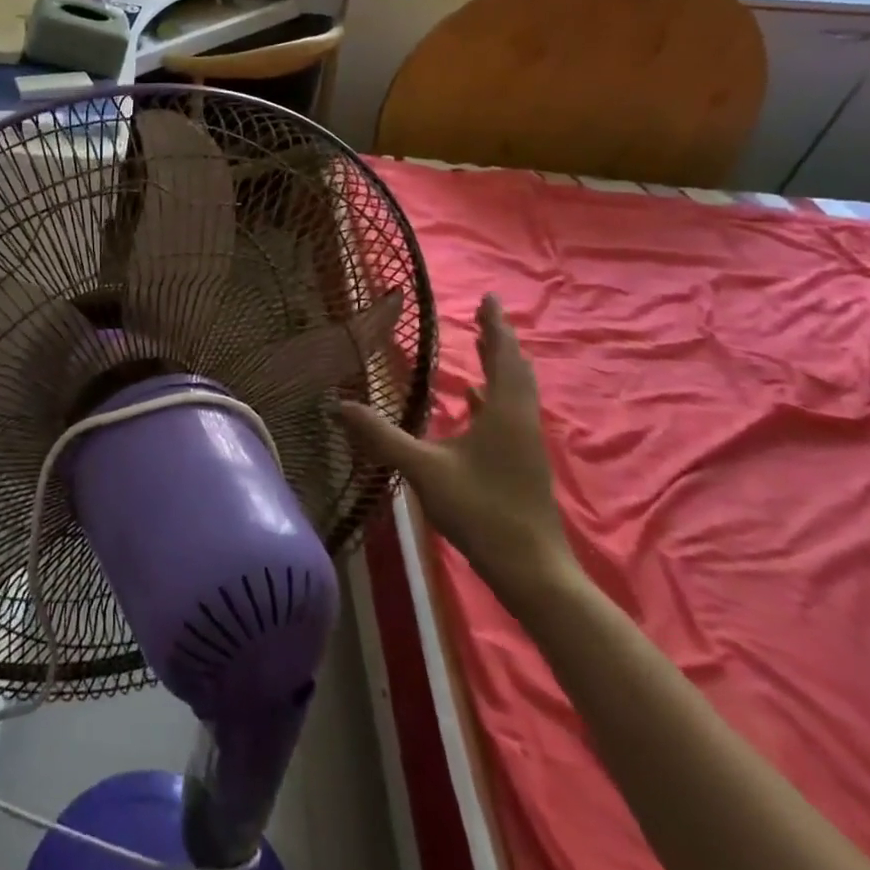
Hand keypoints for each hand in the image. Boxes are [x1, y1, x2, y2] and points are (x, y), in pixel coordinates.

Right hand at [341, 295, 578, 611]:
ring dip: (500, 366)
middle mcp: (520, 420)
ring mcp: (525, 444)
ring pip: (515, 392)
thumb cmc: (481, 511)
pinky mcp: (523, 463)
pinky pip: (510, 413)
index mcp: (504, 412)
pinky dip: (494, 396)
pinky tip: (475, 402)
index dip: (495, 325)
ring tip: (482, 348)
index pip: (502, 356)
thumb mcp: (423, 470)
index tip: (490, 298)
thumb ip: (380, 436)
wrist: (532, 570)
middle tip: (484, 316)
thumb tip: (337, 405)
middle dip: (499, 341)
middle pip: (514, 370)